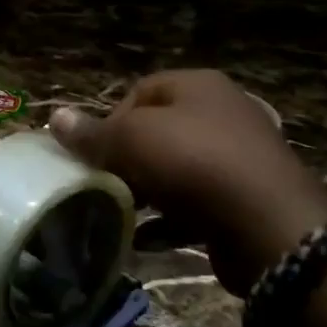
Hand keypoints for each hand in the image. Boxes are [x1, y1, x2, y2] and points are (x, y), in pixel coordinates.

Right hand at [49, 70, 326, 296]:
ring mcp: (239, 156)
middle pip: (158, 130)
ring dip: (145, 192)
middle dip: (126, 158)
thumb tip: (56, 117)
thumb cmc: (194, 164)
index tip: (93, 154)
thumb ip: (93, 133)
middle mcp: (222, 112)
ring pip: (176, 168)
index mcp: (198, 85)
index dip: (110, 120)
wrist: (270, 227)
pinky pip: (196, 204)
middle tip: (104, 184)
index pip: (139, 91)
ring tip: (120, 213)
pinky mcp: (245, 199)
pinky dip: (168, 220)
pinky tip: (144, 241)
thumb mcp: (132, 140)